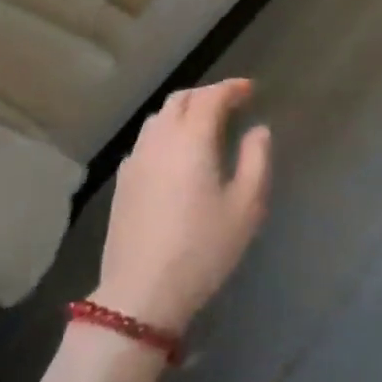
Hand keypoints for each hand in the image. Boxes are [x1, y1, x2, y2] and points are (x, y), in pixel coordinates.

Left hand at [91, 78, 271, 332]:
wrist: (141, 293)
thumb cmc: (203, 249)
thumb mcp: (246, 207)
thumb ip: (256, 160)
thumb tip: (258, 130)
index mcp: (192, 139)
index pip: (211, 96)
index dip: (232, 88)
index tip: (249, 90)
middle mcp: (160, 139)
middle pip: (181, 99)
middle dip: (207, 94)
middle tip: (230, 104)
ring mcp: (136, 159)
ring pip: (159, 118)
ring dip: (184, 111)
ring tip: (204, 124)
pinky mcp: (123, 181)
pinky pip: (146, 140)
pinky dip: (166, 132)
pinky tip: (176, 154)